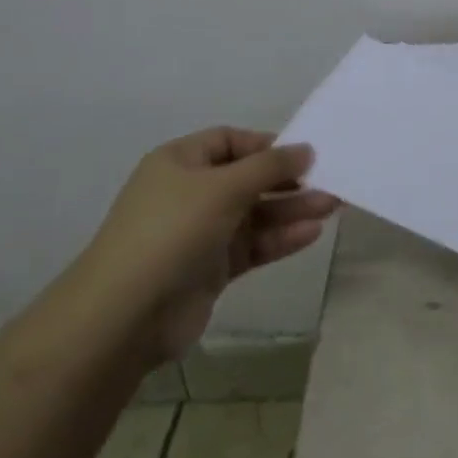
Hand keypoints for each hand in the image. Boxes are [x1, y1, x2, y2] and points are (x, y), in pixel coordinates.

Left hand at [86, 128, 338, 363]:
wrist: (124, 316)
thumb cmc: (172, 231)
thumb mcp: (223, 186)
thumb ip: (269, 166)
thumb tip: (305, 150)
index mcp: (180, 162)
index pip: (230, 141)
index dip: (267, 145)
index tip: (304, 154)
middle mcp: (190, 193)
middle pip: (248, 178)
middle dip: (288, 180)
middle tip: (330, 180)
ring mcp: (200, 233)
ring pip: (255, 214)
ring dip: (291, 209)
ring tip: (333, 206)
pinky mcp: (210, 269)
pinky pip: (252, 245)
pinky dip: (280, 238)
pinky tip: (311, 233)